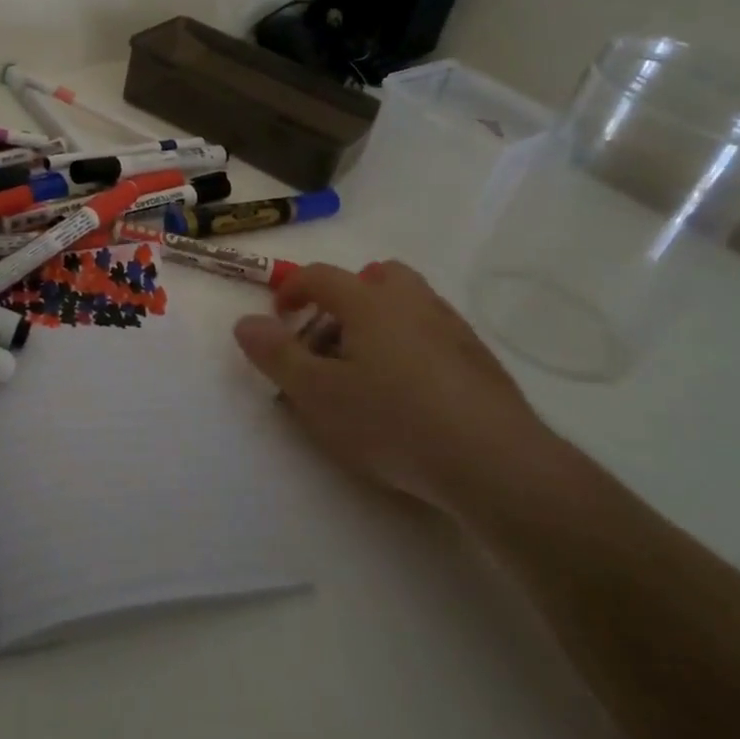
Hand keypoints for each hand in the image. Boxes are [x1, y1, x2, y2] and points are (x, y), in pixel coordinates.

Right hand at [232, 259, 558, 516]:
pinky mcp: (479, 360)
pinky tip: (410, 393)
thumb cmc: (392, 421)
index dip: (292, 289)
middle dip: (346, 298)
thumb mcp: (317, 394)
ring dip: (380, 321)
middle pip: (375, 277)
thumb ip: (276, 355)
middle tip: (330, 340)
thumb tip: (245, 322)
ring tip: (366, 369)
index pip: (321, 276)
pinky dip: (412, 346)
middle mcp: (412, 301)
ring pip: (408, 303)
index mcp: (369, 301)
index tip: (279, 317)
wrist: (494, 462)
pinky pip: (433, 334)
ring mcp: (451, 328)